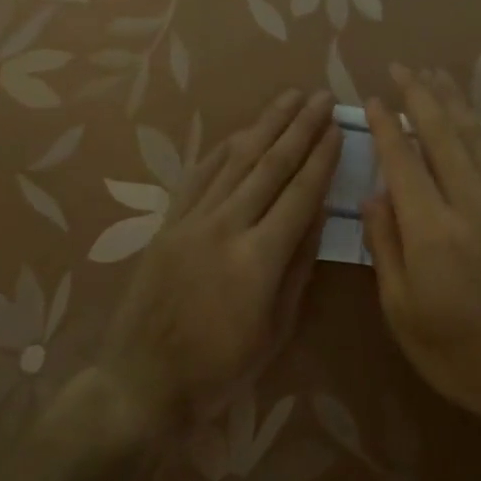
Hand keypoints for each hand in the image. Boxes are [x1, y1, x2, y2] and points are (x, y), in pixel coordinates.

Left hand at [98, 89, 338, 431]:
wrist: (142, 382)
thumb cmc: (220, 368)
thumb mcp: (276, 328)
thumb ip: (298, 267)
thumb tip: (317, 216)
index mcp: (259, 257)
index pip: (300, 193)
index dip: (322, 158)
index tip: (338, 128)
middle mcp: (226, 227)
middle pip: (270, 165)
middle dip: (300, 127)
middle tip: (321, 97)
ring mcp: (192, 221)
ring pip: (235, 161)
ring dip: (264, 125)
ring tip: (288, 98)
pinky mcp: (168, 224)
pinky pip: (198, 176)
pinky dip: (221, 150)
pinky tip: (239, 133)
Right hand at [361, 66, 480, 469]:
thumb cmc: (460, 353)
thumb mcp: (403, 312)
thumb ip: (385, 247)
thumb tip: (373, 196)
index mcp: (431, 230)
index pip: (403, 161)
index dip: (387, 126)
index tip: (373, 98)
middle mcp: (469, 203)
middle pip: (442, 135)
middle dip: (420, 97)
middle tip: (403, 68)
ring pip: (476, 139)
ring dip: (455, 105)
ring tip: (437, 78)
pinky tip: (476, 124)